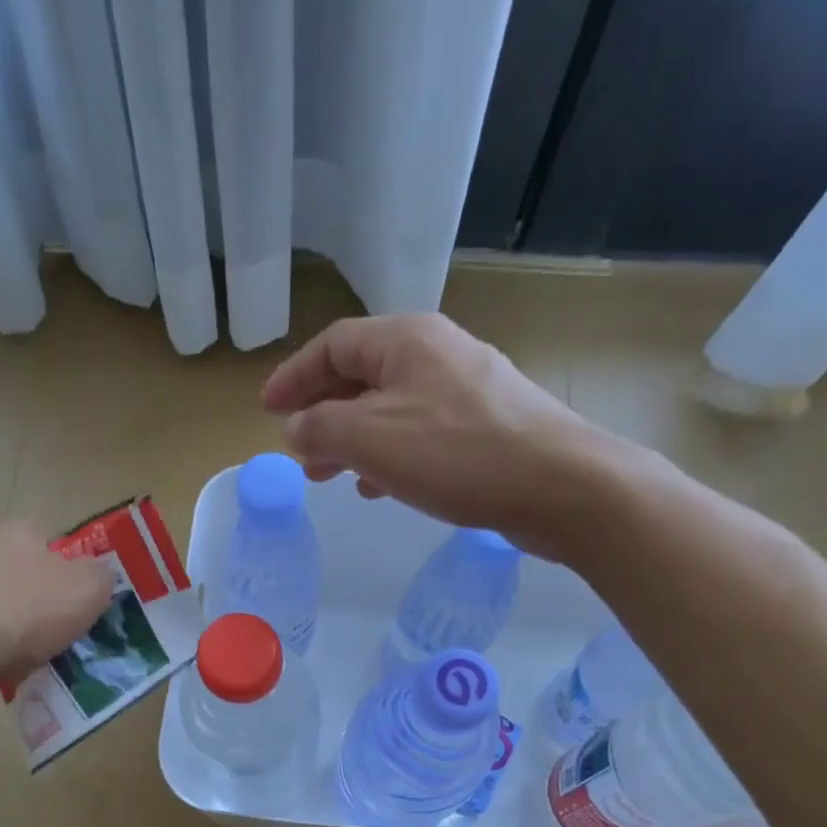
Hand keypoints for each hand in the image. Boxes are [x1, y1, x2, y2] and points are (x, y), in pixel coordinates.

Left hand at [0, 521, 115, 684]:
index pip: (48, 546)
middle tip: (38, 637)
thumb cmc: (24, 613)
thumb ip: (101, 577)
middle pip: (11, 570)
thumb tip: (97, 576)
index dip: (62, 578)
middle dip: (24, 598)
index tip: (67, 611)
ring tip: (5, 658)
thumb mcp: (89, 592)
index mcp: (19, 530)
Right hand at [261, 314, 641, 556]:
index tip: (267, 411)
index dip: (294, 375)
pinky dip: (389, 456)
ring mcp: (465, 390)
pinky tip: (381, 487)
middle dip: (322, 413)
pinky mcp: (484, 427)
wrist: (559, 486)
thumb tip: (294, 429)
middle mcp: (436, 353)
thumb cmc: (456, 454)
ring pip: (389, 408)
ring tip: (331, 477)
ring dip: (353, 440)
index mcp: (406, 340)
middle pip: (361, 374)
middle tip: (298, 452)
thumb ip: (320, 429)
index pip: (334, 343)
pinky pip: (419, 433)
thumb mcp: (371, 439)